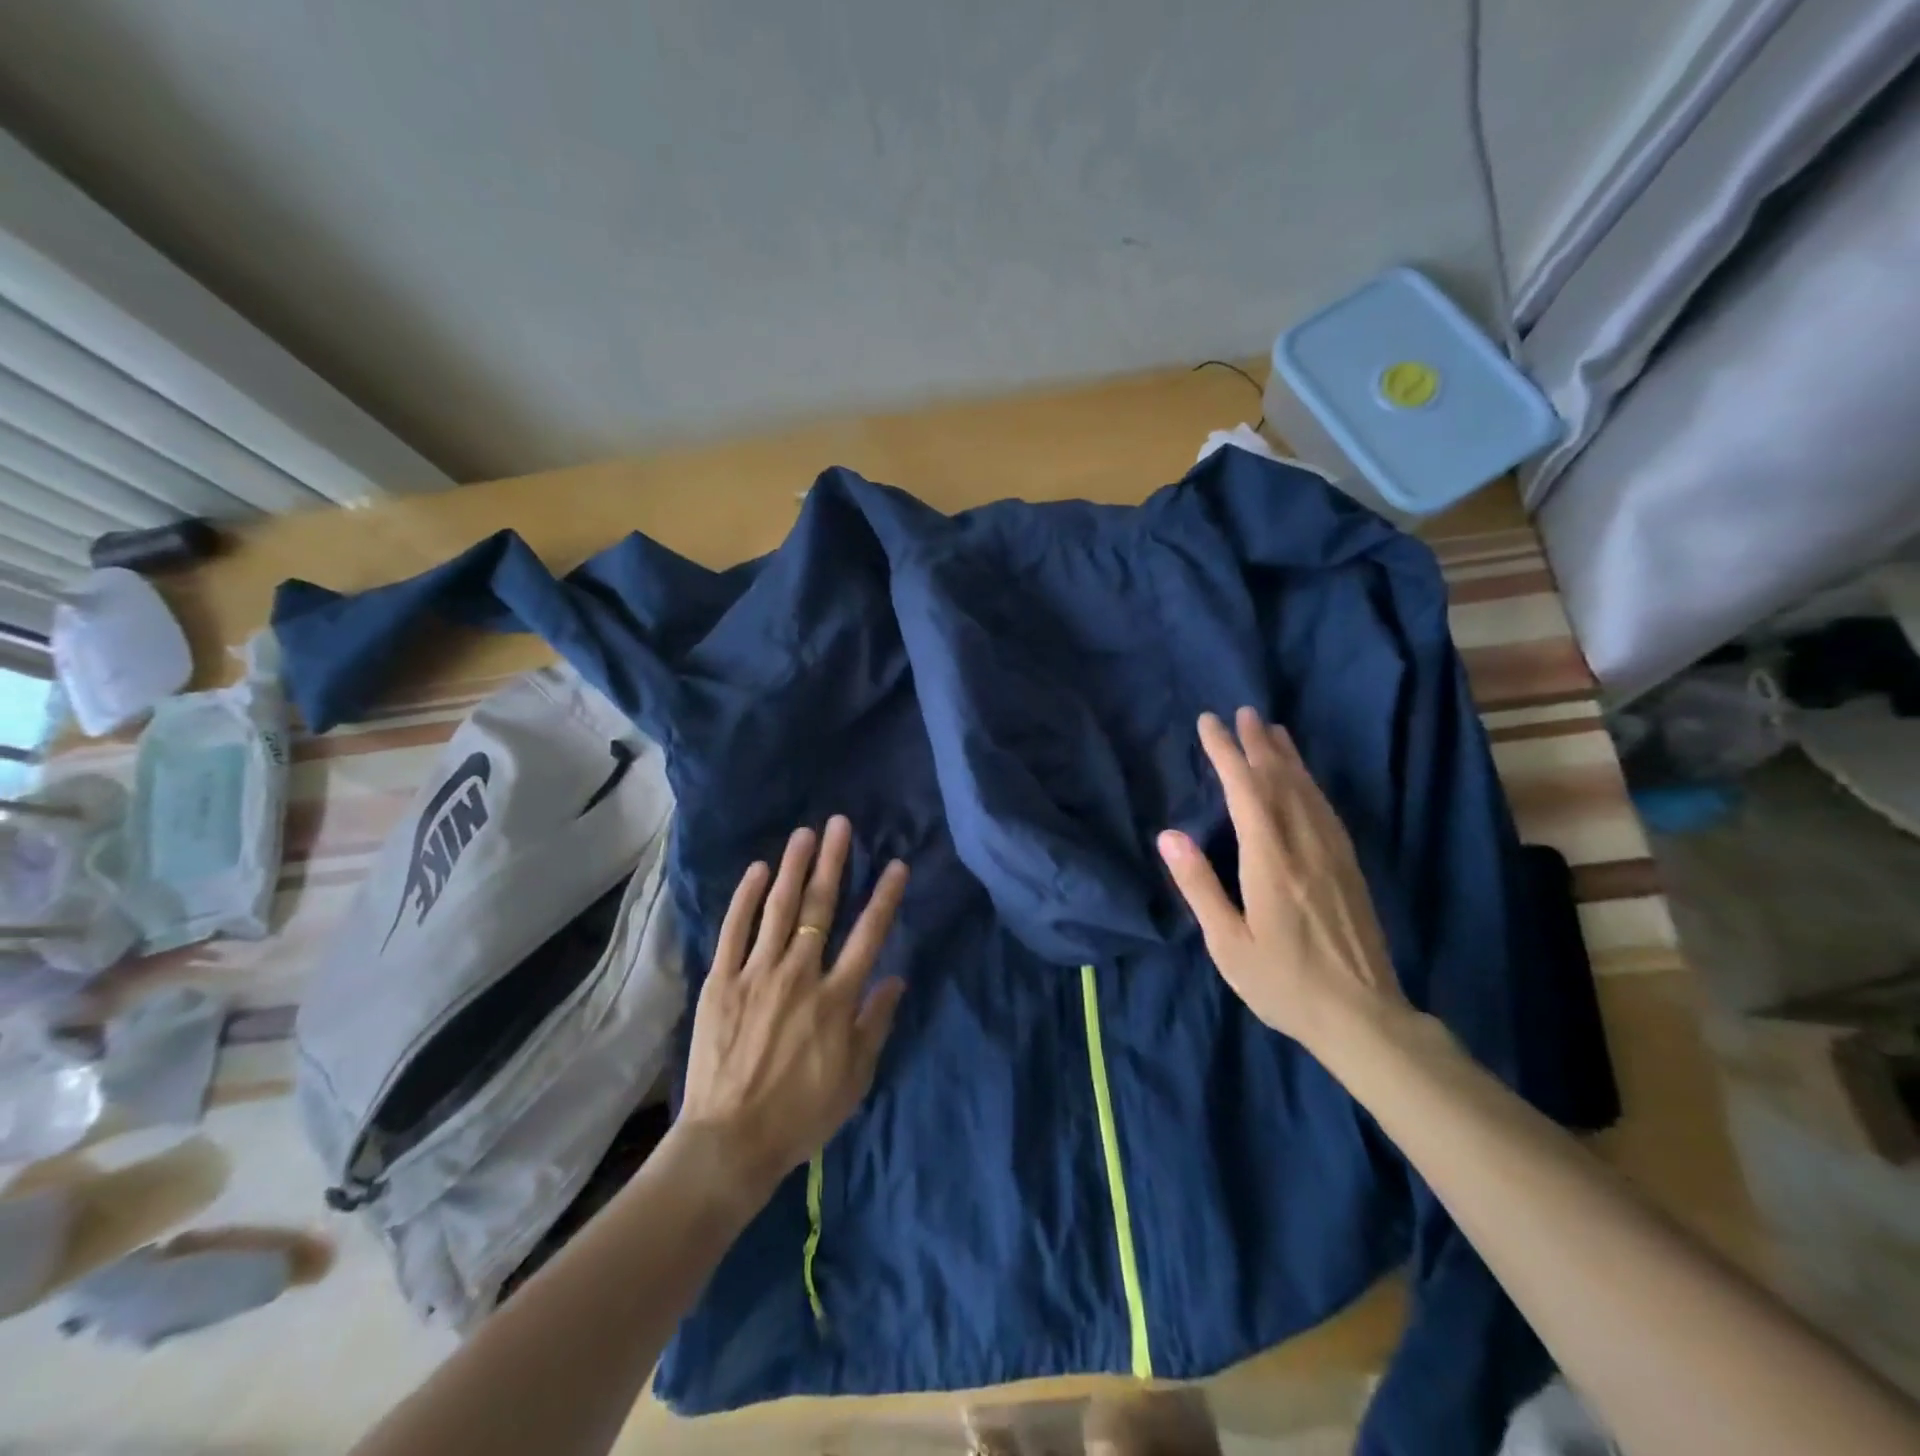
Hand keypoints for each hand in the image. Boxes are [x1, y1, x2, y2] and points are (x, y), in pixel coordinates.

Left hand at [679, 816, 908, 1203]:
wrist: (730, 1142)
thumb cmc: (801, 1114)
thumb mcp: (856, 1078)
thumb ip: (876, 1022)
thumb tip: (896, 977)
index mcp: (836, 998)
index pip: (869, 935)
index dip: (885, 897)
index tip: (896, 864)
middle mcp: (800, 974)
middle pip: (821, 908)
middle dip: (834, 862)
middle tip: (841, 824)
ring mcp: (756, 974)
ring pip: (778, 909)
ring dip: (793, 867)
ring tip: (804, 834)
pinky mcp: (721, 982)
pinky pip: (734, 931)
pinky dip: (745, 898)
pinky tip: (756, 870)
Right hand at [1157, 708, 1408, 1057]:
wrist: (1362, 1016)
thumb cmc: (1283, 982)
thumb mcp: (1227, 943)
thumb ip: (1198, 885)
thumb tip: (1169, 834)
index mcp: (1271, 861)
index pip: (1245, 791)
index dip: (1226, 753)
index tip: (1209, 723)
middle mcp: (1305, 846)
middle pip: (1280, 780)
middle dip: (1258, 744)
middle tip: (1242, 712)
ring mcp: (1333, 854)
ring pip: (1308, 790)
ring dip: (1287, 757)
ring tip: (1272, 730)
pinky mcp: (1350, 867)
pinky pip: (1326, 810)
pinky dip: (1310, 783)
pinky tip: (1304, 779)